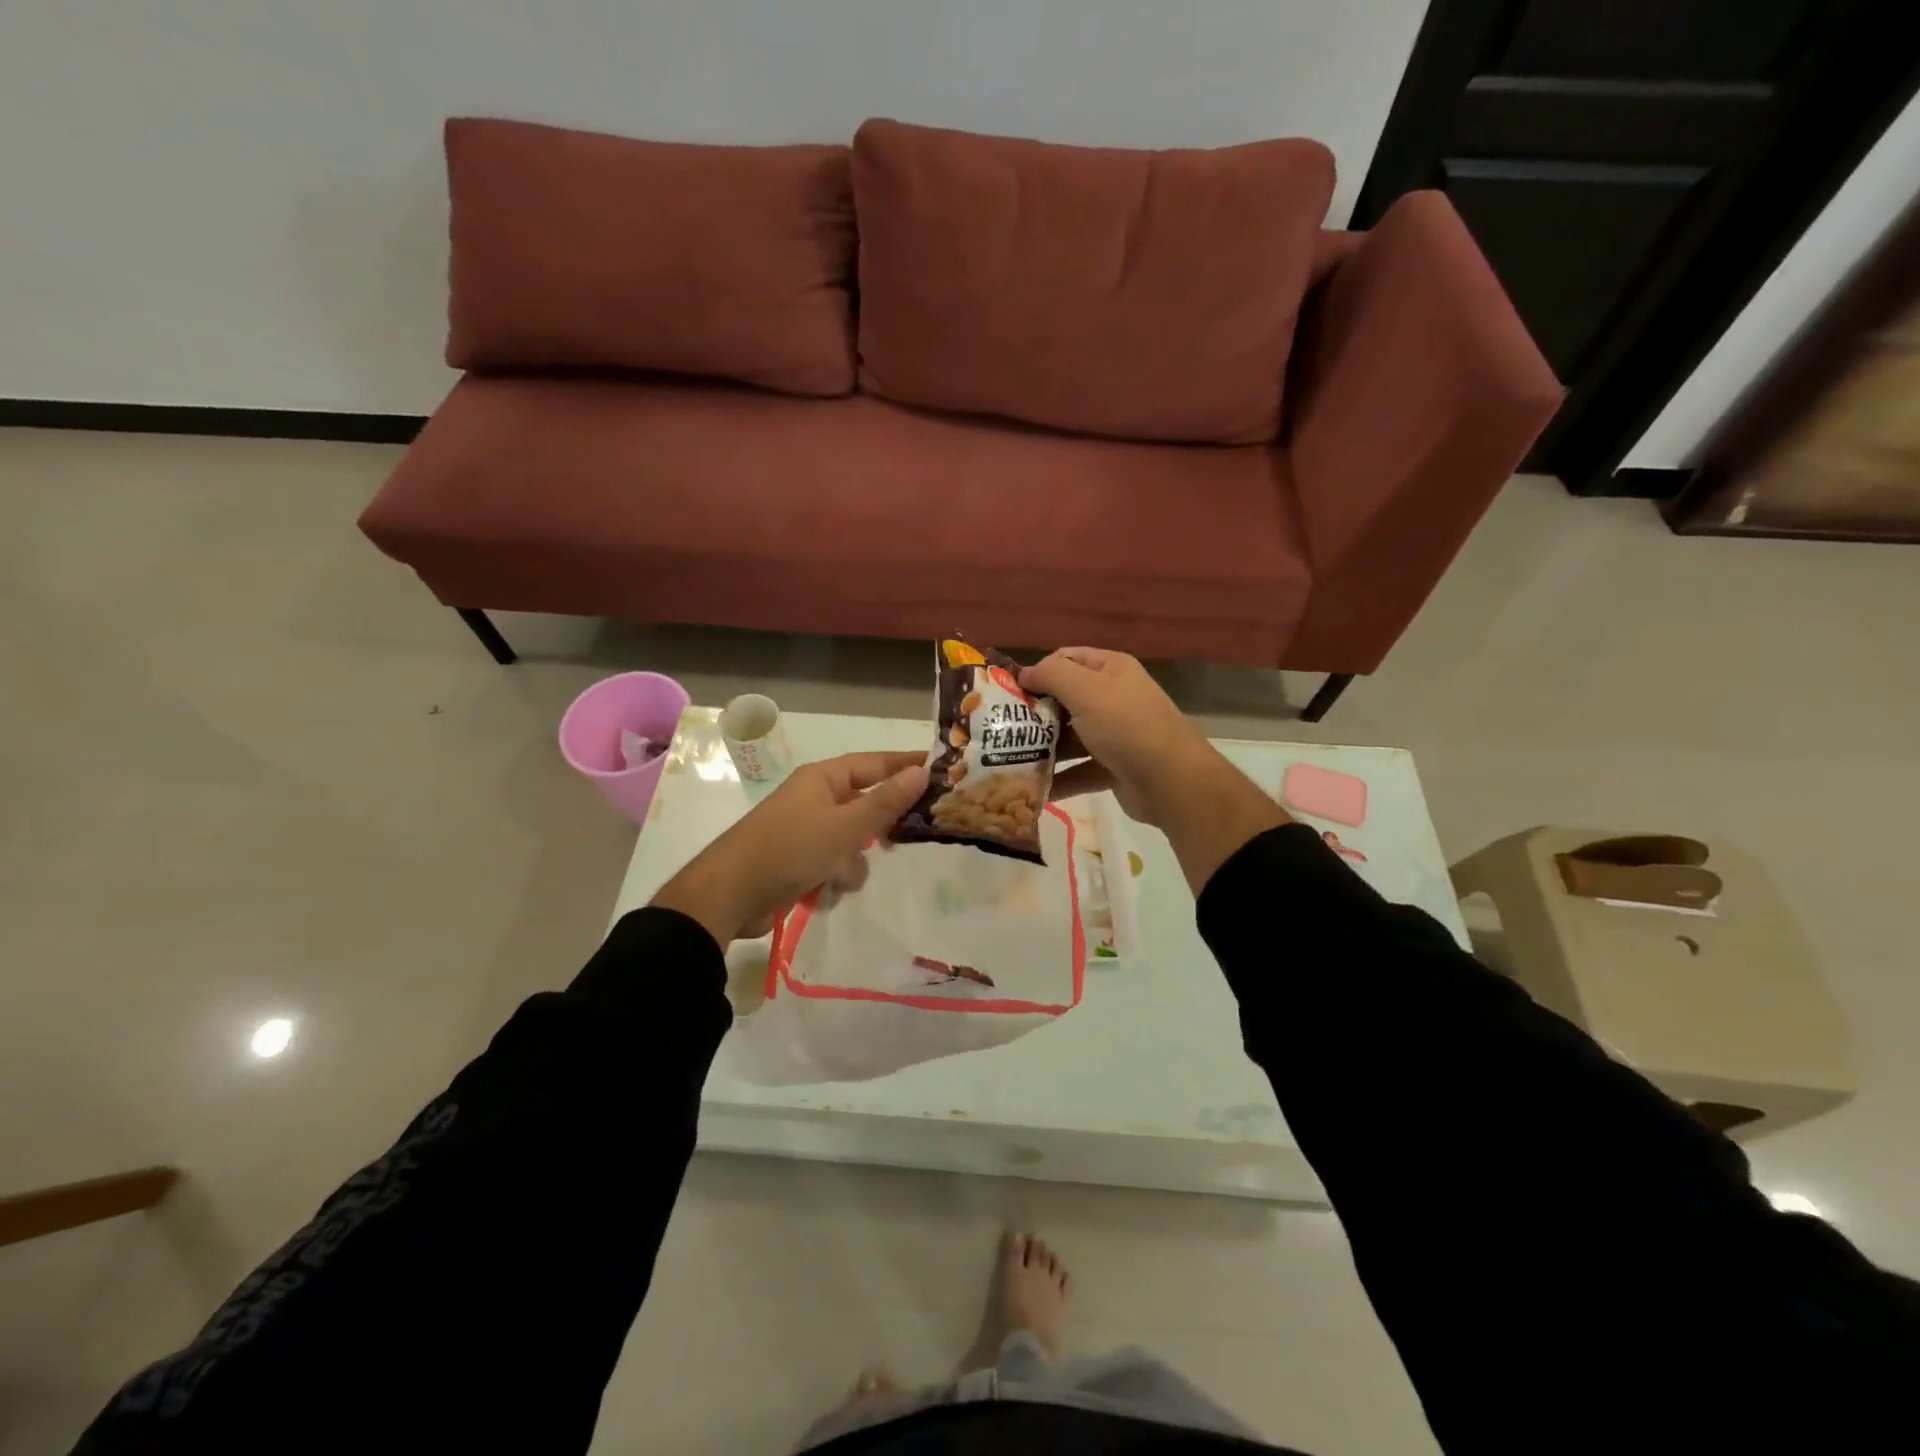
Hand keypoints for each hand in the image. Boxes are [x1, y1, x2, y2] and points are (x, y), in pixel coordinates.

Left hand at [650, 751, 928, 945]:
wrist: (728, 896)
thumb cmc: (789, 850)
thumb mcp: (844, 827)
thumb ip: (885, 802)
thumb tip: (921, 772)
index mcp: (822, 778)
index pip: (874, 762)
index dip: (906, 764)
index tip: (939, 768)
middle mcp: (814, 798)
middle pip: (864, 800)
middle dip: (884, 820)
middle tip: (918, 829)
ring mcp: (805, 830)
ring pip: (851, 836)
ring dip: (857, 856)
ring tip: (851, 873)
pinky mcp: (798, 859)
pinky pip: (833, 860)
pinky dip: (838, 874)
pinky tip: (833, 890)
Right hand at [1020, 648, 1215, 825]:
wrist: (1171, 781)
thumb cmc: (1126, 726)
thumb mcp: (1086, 690)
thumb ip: (1051, 674)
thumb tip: (1024, 673)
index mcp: (1110, 670)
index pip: (1066, 659)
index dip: (1037, 671)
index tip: (1009, 692)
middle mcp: (1113, 697)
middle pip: (1064, 699)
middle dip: (1035, 713)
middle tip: (1004, 729)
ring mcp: (1114, 734)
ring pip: (1070, 737)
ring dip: (1043, 748)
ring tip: (1010, 760)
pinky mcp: (1113, 768)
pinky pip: (1079, 770)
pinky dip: (1059, 778)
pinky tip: (1033, 788)